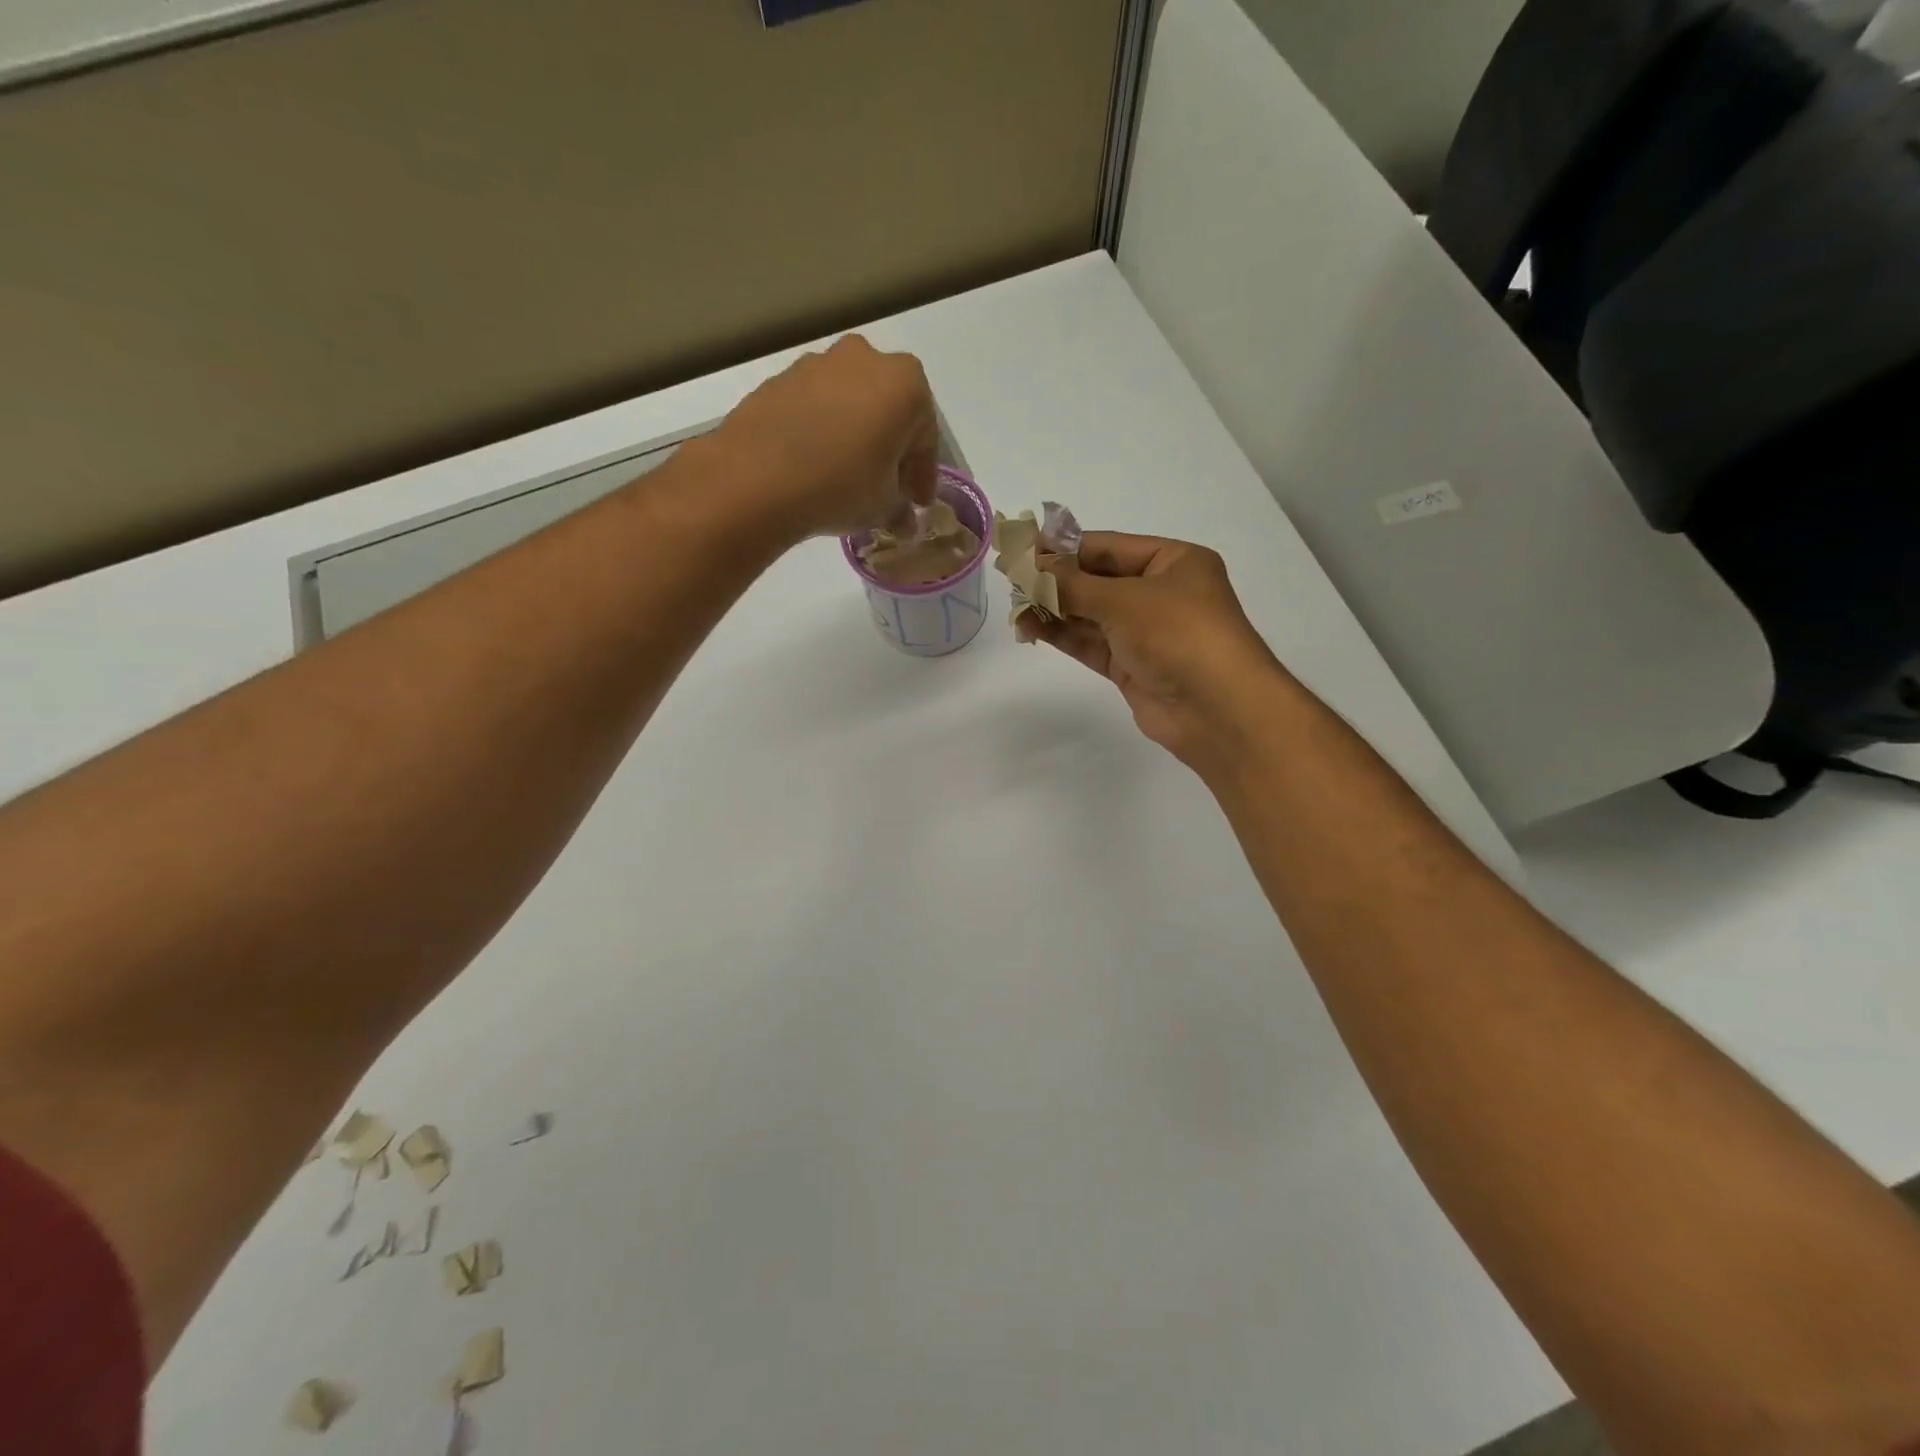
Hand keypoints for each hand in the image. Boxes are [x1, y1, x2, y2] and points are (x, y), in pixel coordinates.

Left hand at [700, 335, 938, 543]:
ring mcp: (817, 364)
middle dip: (891, 447)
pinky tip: (814, 466)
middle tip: (886, 486)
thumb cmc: (841, 486)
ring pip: (850, 404)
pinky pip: (815, 408)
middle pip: (889, 410)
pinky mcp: (779, 379)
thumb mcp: (883, 507)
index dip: (923, 475)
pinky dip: (822, 432)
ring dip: (855, 436)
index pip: (926, 437)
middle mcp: (864, 359)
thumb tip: (902, 519)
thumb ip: (900, 509)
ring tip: (846, 477)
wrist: (756, 479)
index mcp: (905, 383)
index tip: (917, 502)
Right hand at [1033, 533, 1295, 772]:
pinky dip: (1062, 634)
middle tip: (1011, 577)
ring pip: (1091, 613)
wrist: (1217, 710)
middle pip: (1098, 580)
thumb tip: (1031, 565)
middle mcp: (1161, 593)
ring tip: (1014, 604)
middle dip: (1056, 580)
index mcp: (1174, 562)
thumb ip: (1073, 584)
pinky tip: (1030, 626)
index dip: (1065, 548)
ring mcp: (1146, 632)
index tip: (1023, 548)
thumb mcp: (1124, 599)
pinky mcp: (1132, 665)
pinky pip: (1091, 642)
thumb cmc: (1179, 634)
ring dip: (1054, 608)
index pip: (1109, 547)